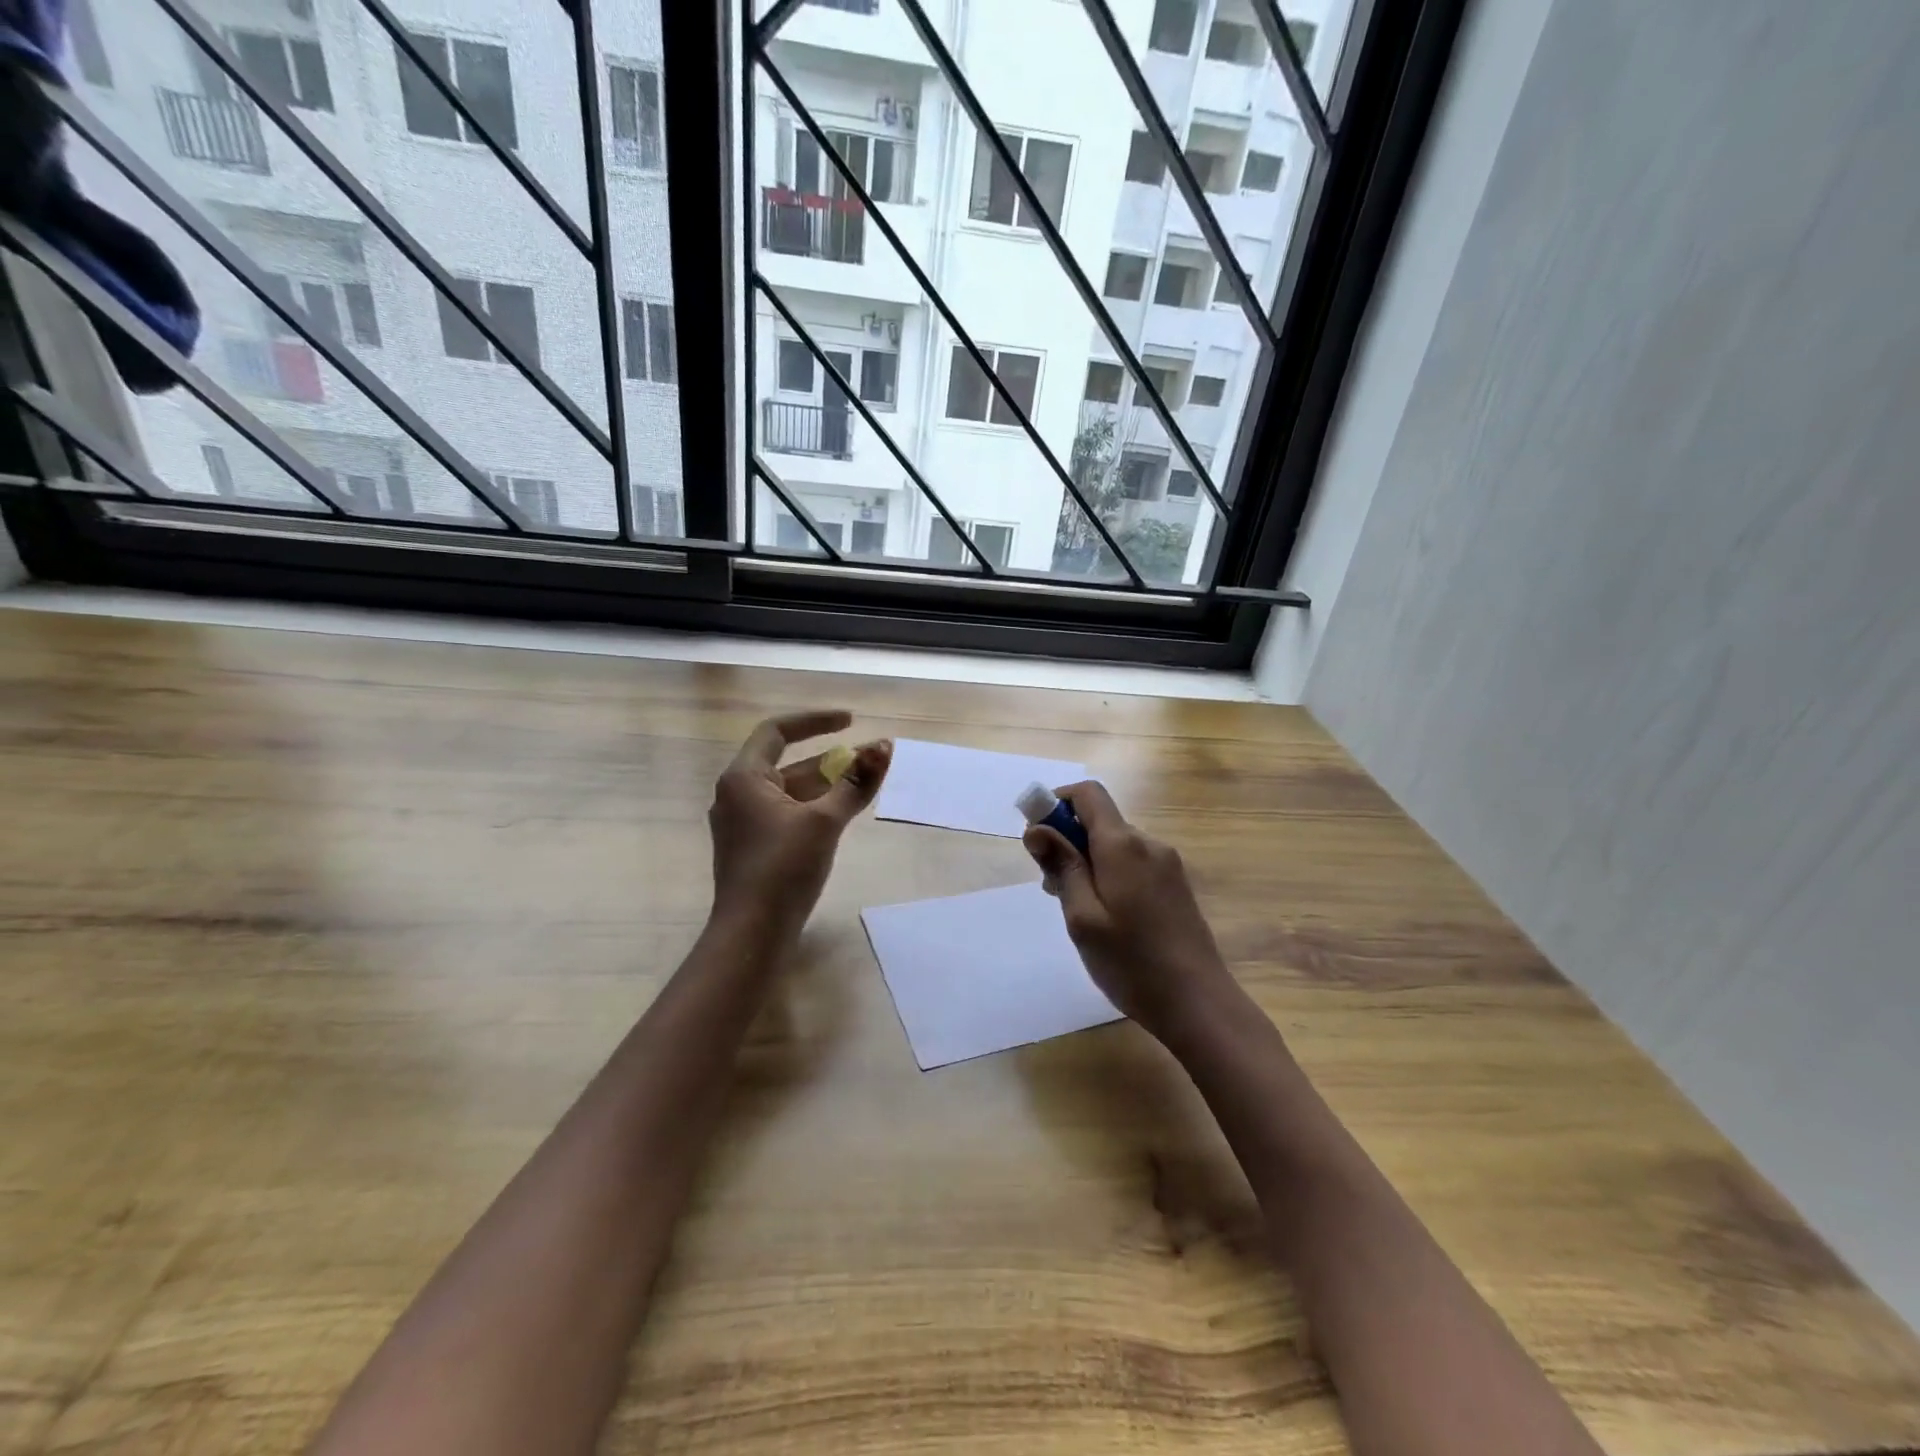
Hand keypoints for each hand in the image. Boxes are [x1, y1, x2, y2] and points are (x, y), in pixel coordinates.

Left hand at [709, 710, 892, 941]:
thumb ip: (855, 783)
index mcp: (743, 778)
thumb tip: (885, 748)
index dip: (815, 721)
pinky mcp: (754, 848)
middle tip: (871, 759)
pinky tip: (842, 815)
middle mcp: (737, 794)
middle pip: (788, 763)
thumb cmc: (783, 869)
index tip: (851, 721)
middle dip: (831, 759)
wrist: (752, 934)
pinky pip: (787, 814)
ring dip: (826, 784)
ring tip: (865, 784)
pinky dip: (815, 808)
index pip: (777, 731)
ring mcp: (744, 823)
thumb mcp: (824, 821)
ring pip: (790, 791)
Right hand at [1023, 781, 1235, 1043]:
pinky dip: (1111, 876)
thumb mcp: (1082, 917)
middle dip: (1069, 843)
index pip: (1088, 794)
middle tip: (1054, 890)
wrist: (1199, 1004)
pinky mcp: (1176, 886)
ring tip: (1080, 913)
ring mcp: (1167, 865)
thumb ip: (1062, 866)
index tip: (1038, 838)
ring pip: (1115, 846)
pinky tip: (1109, 920)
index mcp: (1123, 845)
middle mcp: (1148, 844)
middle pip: (1100, 822)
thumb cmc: (1131, 962)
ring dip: (1089, 864)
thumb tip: (1037, 828)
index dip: (1057, 803)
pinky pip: (1133, 864)